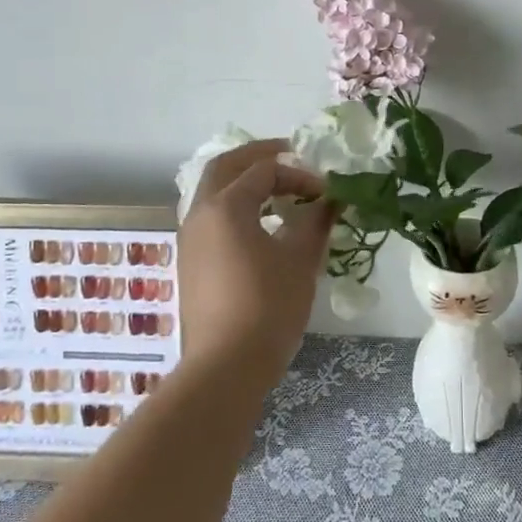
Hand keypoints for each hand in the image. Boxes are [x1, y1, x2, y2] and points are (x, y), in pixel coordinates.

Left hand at [176, 139, 336, 384]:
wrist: (225, 367)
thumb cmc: (268, 306)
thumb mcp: (300, 259)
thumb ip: (316, 220)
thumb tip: (332, 198)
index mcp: (226, 206)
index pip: (265, 171)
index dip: (299, 174)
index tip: (326, 192)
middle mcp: (200, 214)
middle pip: (225, 167)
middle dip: (257, 157)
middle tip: (288, 154)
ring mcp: (190, 240)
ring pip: (213, 192)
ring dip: (244, 182)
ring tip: (278, 191)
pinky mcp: (190, 263)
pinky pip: (211, 217)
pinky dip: (235, 207)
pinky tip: (260, 226)